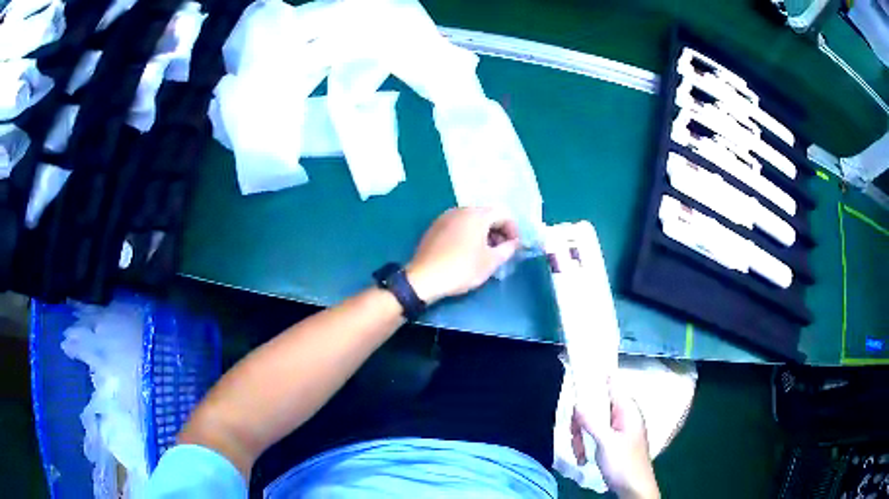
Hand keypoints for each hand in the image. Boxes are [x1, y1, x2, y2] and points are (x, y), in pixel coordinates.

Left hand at [406, 207, 520, 303]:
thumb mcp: (490, 262)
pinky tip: (467, 251)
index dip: (513, 229)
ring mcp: (445, 217)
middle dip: (498, 231)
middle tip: (502, 250)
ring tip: (486, 252)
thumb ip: (507, 249)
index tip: (514, 247)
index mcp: (477, 214)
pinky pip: (458, 225)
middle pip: (487, 215)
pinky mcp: (435, 227)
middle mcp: (461, 210)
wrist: (424, 278)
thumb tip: (514, 243)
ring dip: (483, 233)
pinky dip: (468, 234)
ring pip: (471, 220)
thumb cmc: (462, 268)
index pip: (503, 214)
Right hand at [571, 383, 659, 498]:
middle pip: (596, 405)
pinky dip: (584, 442)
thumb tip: (577, 403)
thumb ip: (592, 422)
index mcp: (627, 409)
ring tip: (579, 452)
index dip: (595, 379)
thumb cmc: (624, 464)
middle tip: (573, 435)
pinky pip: (593, 432)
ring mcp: (617, 427)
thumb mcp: (606, 443)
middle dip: (581, 420)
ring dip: (580, 435)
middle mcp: (622, 414)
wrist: (633, 488)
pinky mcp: (611, 439)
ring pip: (591, 420)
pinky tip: (582, 456)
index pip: (611, 384)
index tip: (575, 382)